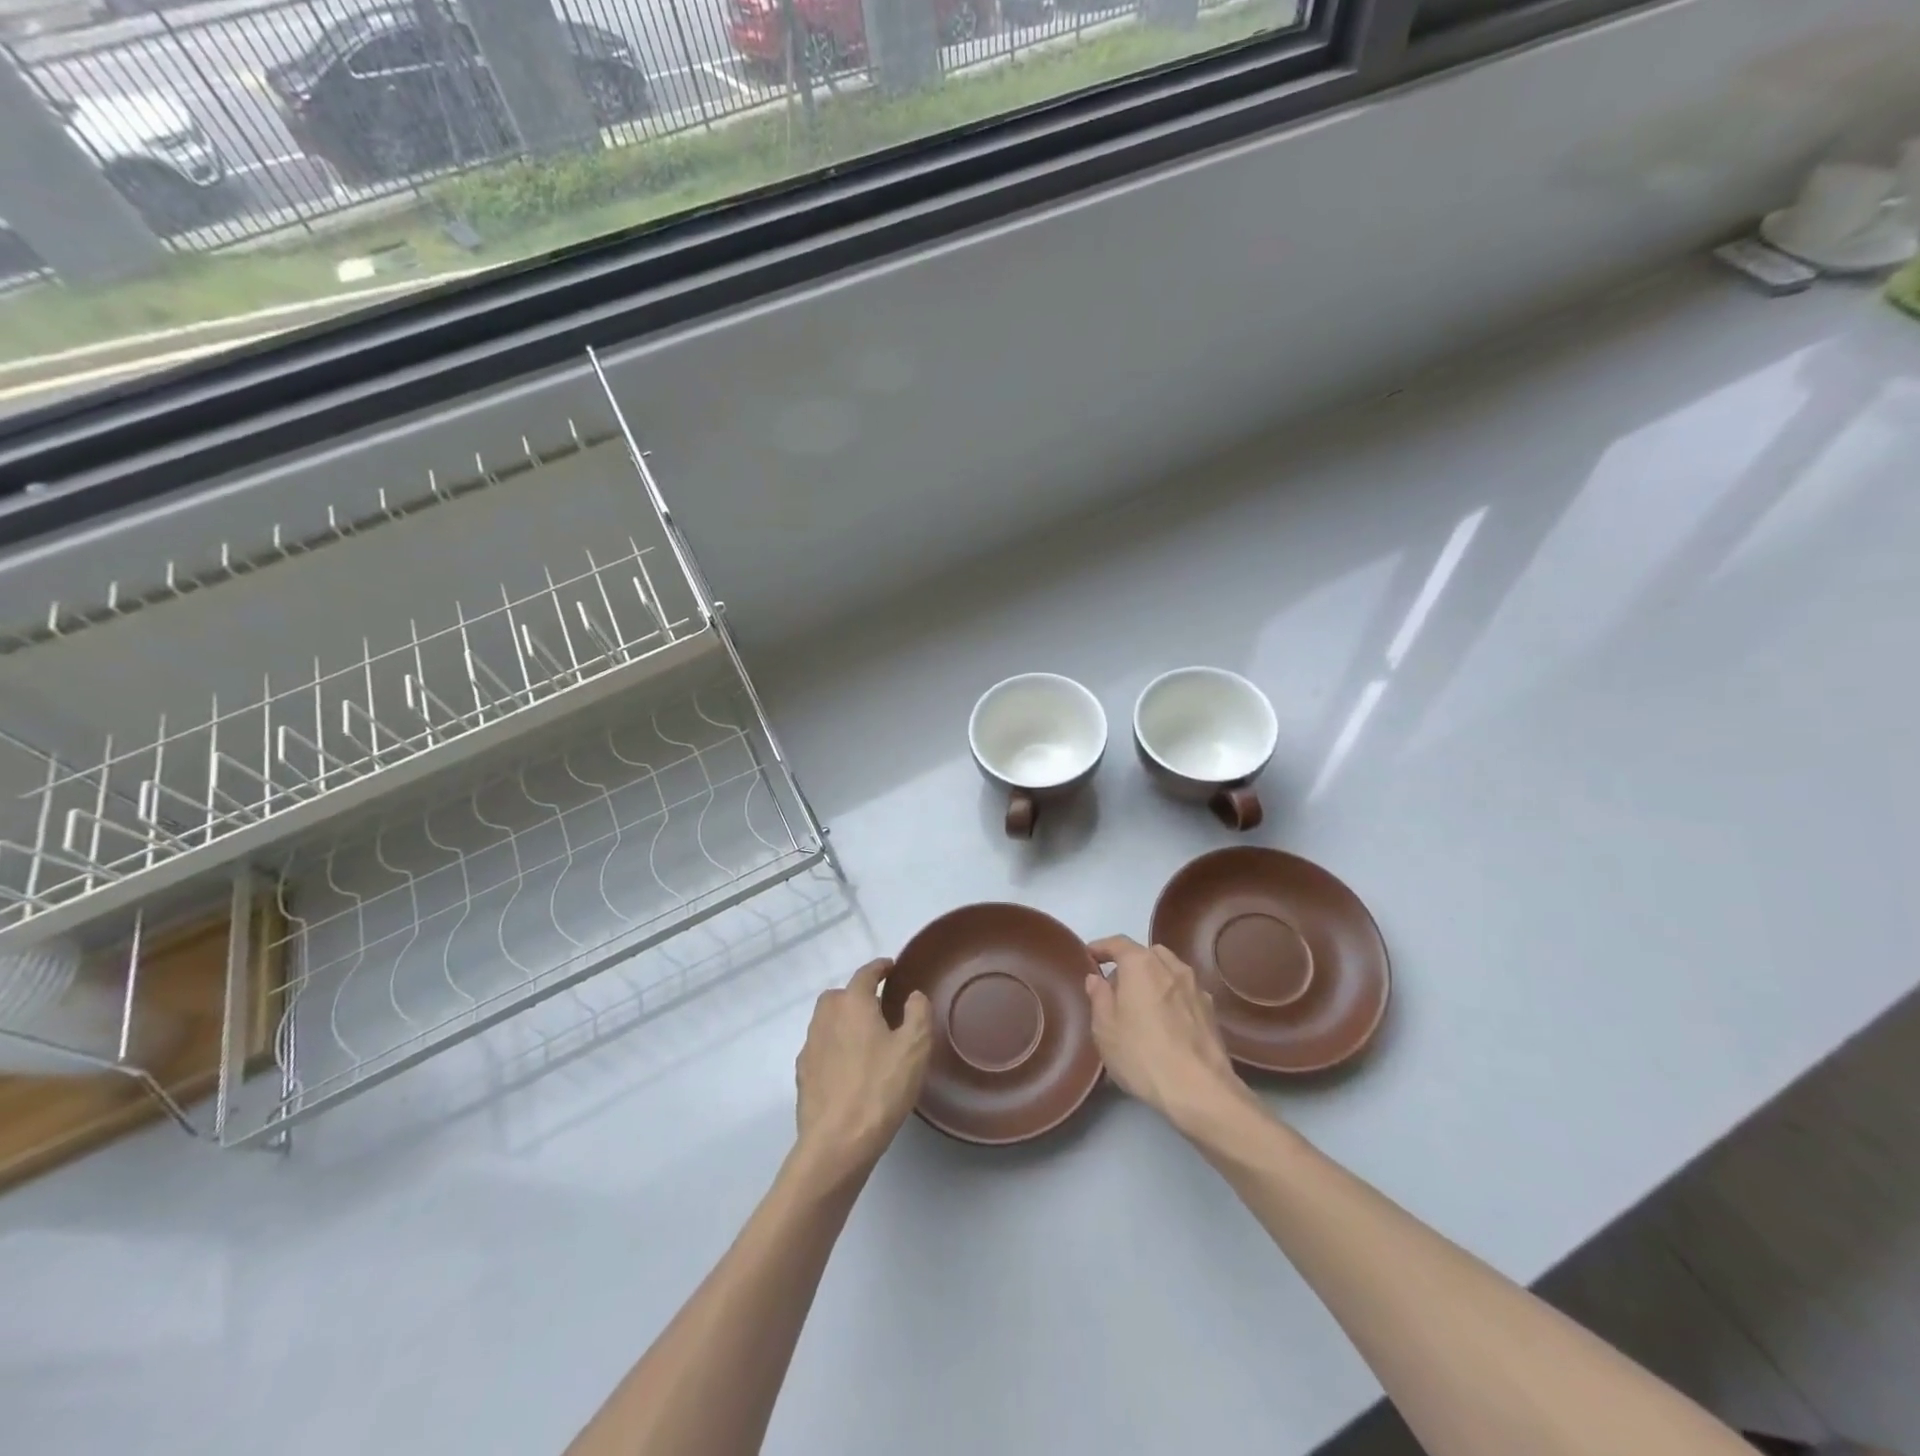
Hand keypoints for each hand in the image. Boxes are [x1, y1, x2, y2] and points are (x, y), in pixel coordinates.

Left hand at [793, 958, 931, 1181]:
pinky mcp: (803, 1075)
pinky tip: (848, 1067)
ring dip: (843, 1021)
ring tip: (866, 1037)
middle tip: (879, 1007)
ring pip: (826, 1021)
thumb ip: (918, 1013)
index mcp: (853, 1004)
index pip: (865, 974)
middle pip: (839, 995)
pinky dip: (834, 1047)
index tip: (890, 967)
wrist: (837, 1142)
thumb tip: (913, 995)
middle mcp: (826, 1018)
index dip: (879, 968)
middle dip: (857, 995)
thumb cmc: (880, 1088)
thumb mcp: (915, 1048)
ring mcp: (810, 1047)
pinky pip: (820, 1048)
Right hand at [1085, 936, 1255, 1134]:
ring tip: (1141, 1004)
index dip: (1101, 947)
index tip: (1089, 955)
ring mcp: (1196, 988)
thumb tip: (1097, 978)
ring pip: (1169, 971)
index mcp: (1141, 964)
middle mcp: (1171, 967)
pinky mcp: (1211, 1011)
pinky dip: (1171, 996)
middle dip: (1130, 963)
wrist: (1200, 1090)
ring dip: (1153, 978)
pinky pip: (1184, 992)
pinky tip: (1166, 1022)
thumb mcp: (1105, 1029)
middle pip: (1147, 954)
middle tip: (1115, 987)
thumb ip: (1098, 997)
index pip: (1118, 943)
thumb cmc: (1142, 1054)